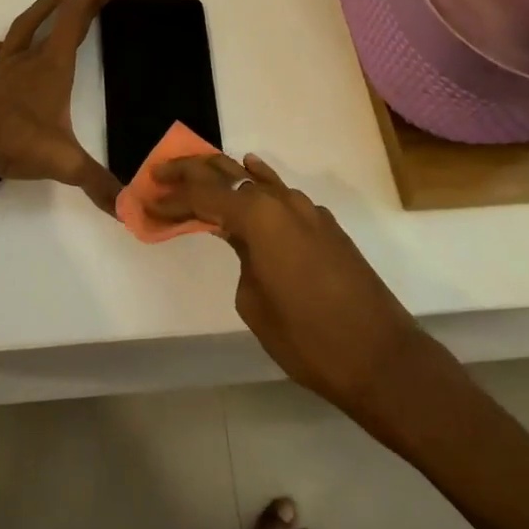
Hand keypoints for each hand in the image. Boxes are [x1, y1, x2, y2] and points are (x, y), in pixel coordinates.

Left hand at [0, 0, 120, 212]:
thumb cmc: (15, 140)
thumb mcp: (64, 162)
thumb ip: (98, 184)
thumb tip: (129, 210)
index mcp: (52, 68)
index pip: (75, 21)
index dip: (91, 0)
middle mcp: (26, 60)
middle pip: (52, 20)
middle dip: (73, 4)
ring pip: (18, 28)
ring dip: (37, 12)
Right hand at [149, 153, 430, 424]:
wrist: (381, 357)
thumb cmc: (308, 338)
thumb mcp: (253, 302)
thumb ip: (241, 258)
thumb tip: (245, 244)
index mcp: (259, 216)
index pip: (203, 195)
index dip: (172, 196)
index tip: (147, 198)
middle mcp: (282, 201)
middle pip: (228, 173)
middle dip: (192, 171)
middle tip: (161, 172)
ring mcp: (307, 210)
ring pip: (257, 179)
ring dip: (225, 176)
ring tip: (197, 174)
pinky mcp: (325, 225)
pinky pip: (282, 194)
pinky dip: (260, 185)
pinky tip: (251, 176)